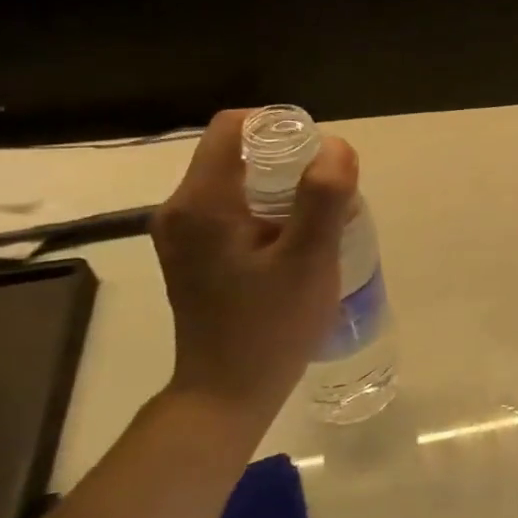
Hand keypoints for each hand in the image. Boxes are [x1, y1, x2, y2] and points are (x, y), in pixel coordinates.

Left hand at [151, 110, 357, 425]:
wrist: (228, 392)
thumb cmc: (270, 325)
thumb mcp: (308, 259)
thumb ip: (323, 198)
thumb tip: (337, 146)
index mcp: (201, 202)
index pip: (233, 128)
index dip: (281, 125)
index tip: (323, 154)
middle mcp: (181, 210)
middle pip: (237, 154)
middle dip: (291, 162)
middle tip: (334, 195)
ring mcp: (184, 235)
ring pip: (239, 183)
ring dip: (284, 189)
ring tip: (325, 221)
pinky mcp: (194, 255)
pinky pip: (234, 210)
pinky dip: (270, 212)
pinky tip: (299, 243)